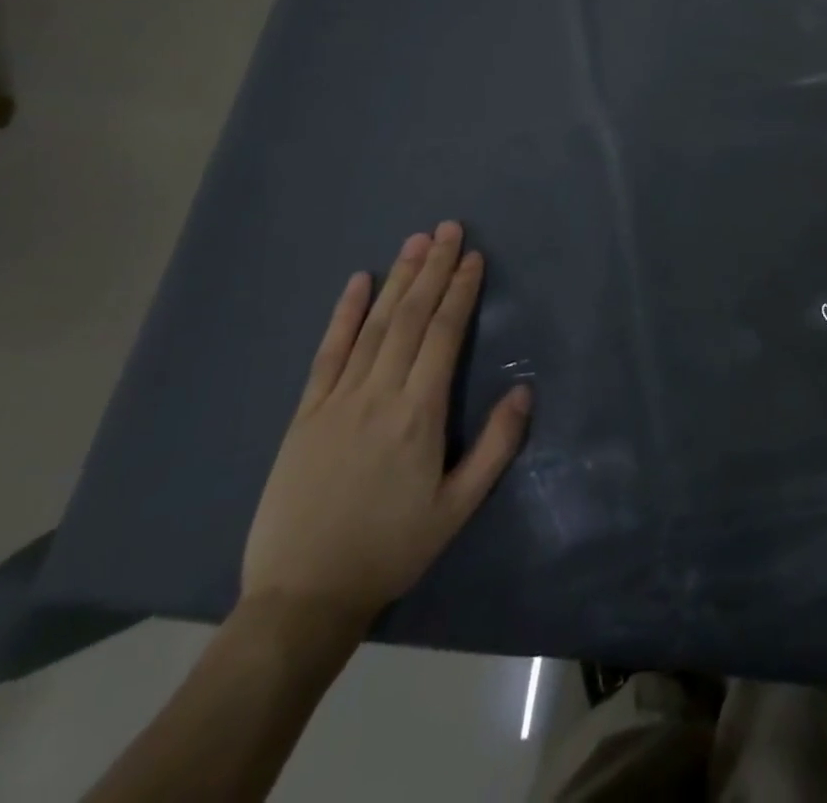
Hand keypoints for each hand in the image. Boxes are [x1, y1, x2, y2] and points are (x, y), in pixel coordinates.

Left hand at [241, 222, 532, 630]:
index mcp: (419, 414)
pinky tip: (358, 282)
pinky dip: (344, 314)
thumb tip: (524, 390)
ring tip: (415, 241)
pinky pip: (328, 353)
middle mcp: (379, 394)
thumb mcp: (457, 508)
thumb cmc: (391, 549)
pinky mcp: (306, 414)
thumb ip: (495, 447)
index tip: (474, 257)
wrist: (302, 597)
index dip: (461, 292)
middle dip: (433, 269)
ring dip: (398, 279)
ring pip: (373, 325)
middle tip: (449, 229)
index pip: (443, 335)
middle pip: (410, 317)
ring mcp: (337, 400)